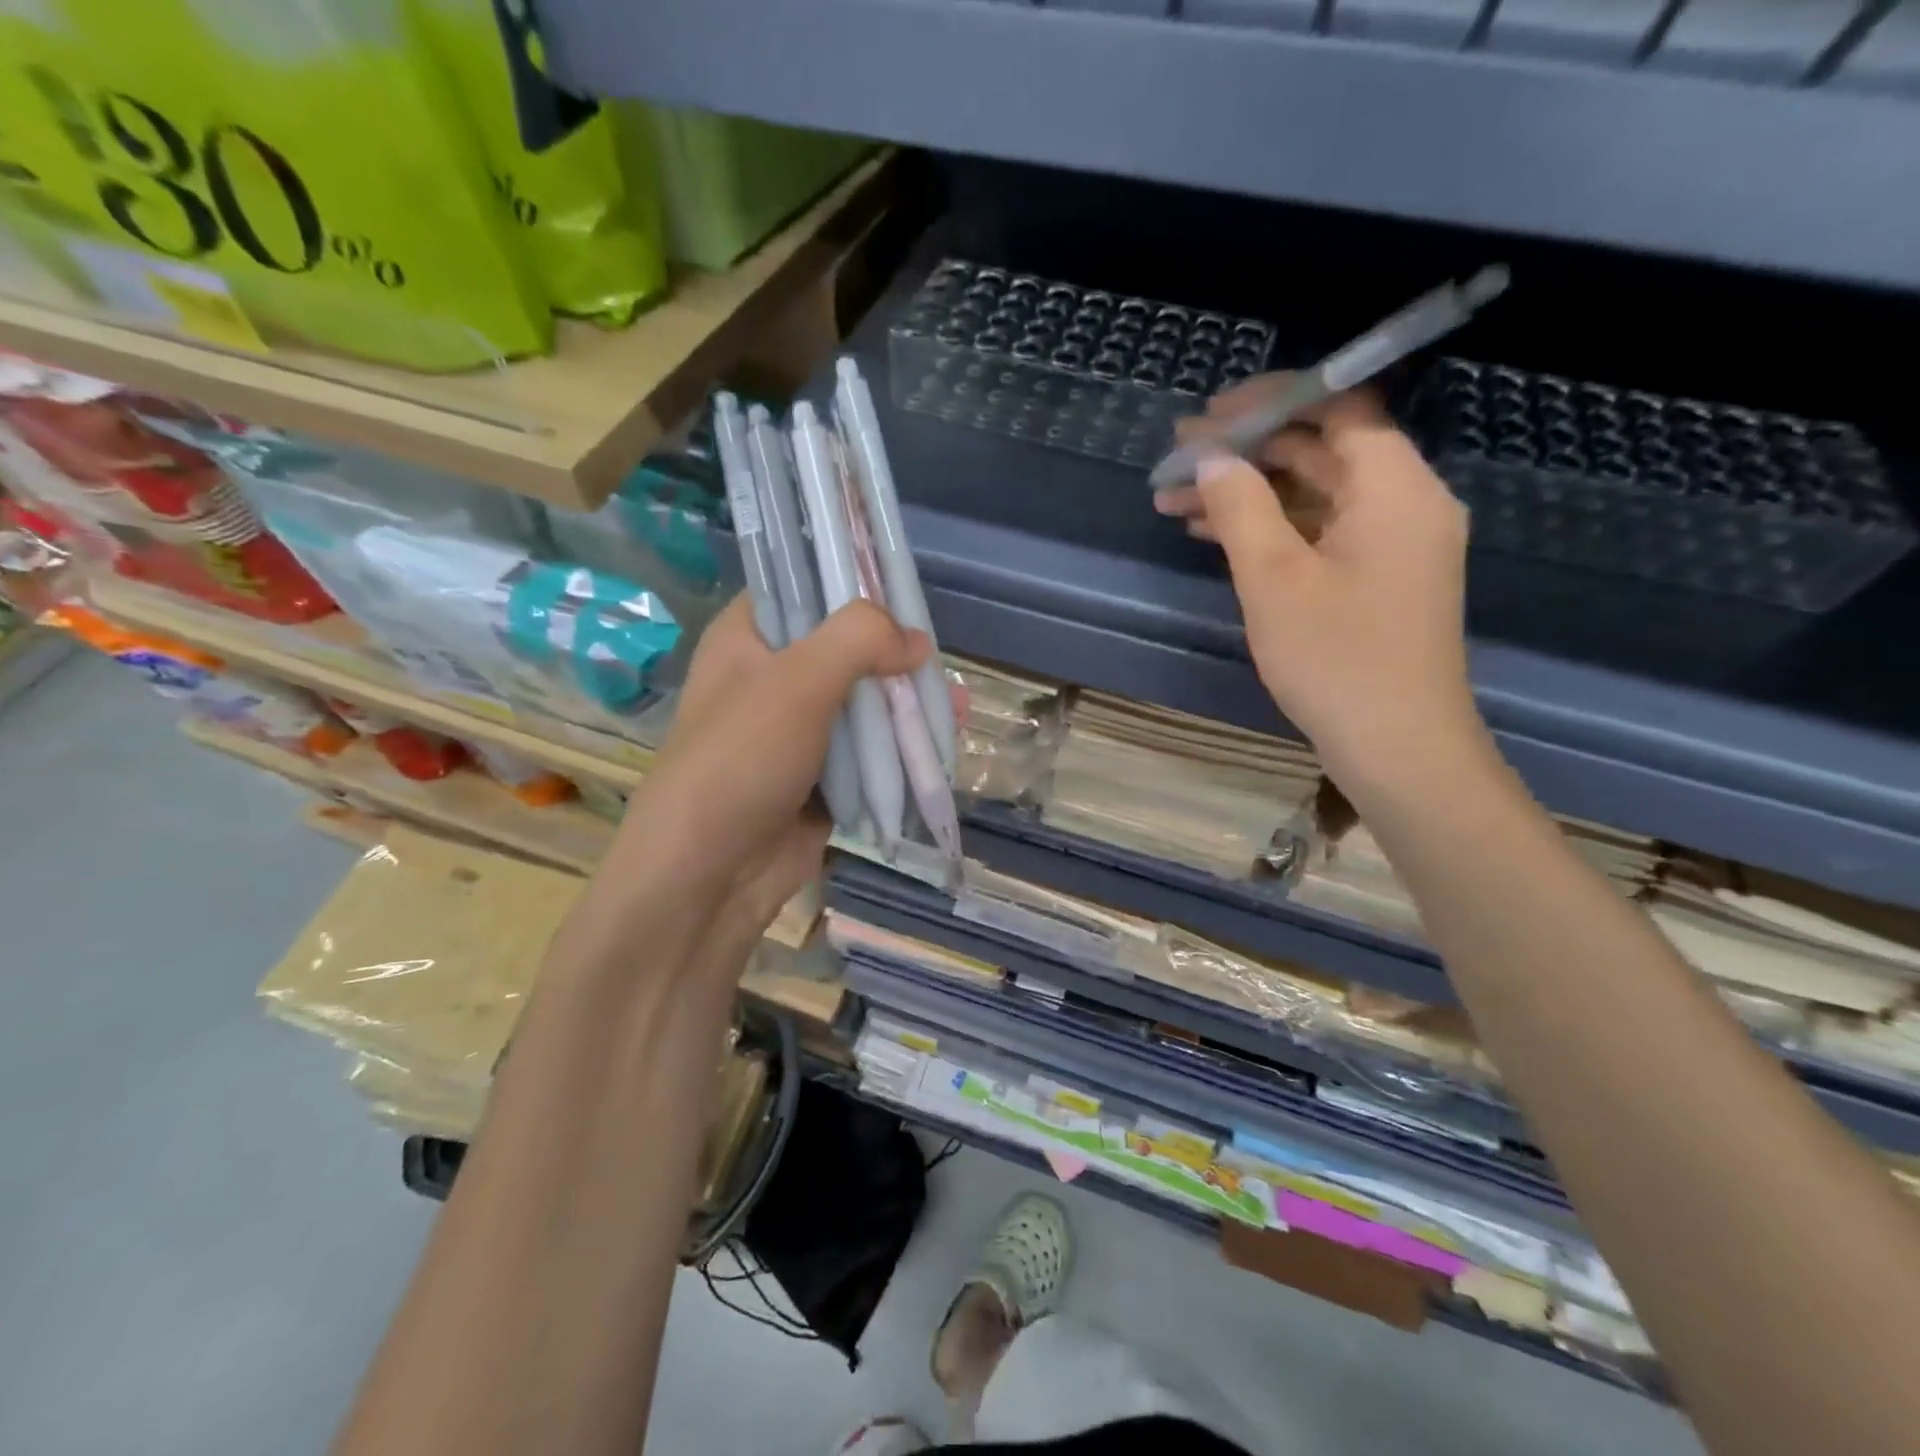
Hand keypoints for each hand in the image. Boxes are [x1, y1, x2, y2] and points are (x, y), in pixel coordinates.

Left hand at [594, 596, 928, 956]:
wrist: (709, 876)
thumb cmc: (740, 760)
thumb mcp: (797, 681)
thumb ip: (858, 640)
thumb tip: (917, 641)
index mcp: (748, 639)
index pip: (802, 587)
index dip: (851, 580)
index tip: (902, 585)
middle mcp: (772, 679)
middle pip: (845, 649)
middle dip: (895, 654)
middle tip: (939, 660)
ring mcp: (798, 732)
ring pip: (863, 704)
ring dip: (905, 706)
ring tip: (956, 707)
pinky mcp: (822, 778)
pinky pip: (870, 754)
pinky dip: (901, 751)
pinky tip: (940, 745)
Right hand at [1153, 379, 1481, 787]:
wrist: (1397, 747)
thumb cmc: (1336, 659)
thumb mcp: (1274, 578)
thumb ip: (1240, 506)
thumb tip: (1211, 457)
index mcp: (1394, 486)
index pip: (1338, 407)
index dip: (1272, 400)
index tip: (1209, 416)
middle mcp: (1403, 502)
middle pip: (1321, 449)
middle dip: (1246, 451)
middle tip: (1178, 460)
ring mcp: (1392, 544)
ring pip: (1314, 495)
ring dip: (1249, 494)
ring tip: (1176, 502)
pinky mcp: (1377, 579)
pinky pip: (1321, 532)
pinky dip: (1272, 528)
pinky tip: (1215, 536)